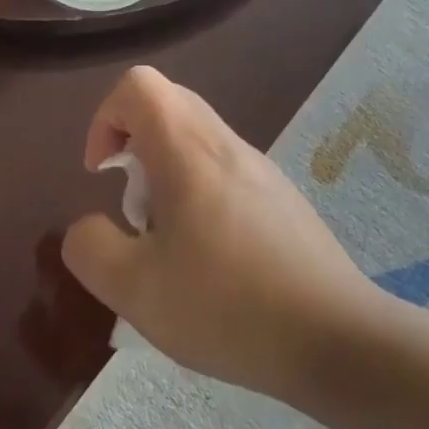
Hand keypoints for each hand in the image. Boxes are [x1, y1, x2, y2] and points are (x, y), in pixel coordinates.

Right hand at [63, 67, 387, 395]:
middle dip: (132, 146)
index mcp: (188, 153)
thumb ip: (89, 248)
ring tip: (168, 243)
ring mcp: (262, 171)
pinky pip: (225, 171)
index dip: (104, 119)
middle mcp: (227, 146)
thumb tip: (89, 227)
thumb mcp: (134, 289)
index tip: (101, 173)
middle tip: (130, 206)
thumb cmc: (228, 307)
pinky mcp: (283, 200)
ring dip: (165, 175)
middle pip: (167, 105)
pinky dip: (198, 195)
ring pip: (197, 140)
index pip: (137, 86)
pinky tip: (209, 261)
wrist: (339, 342)